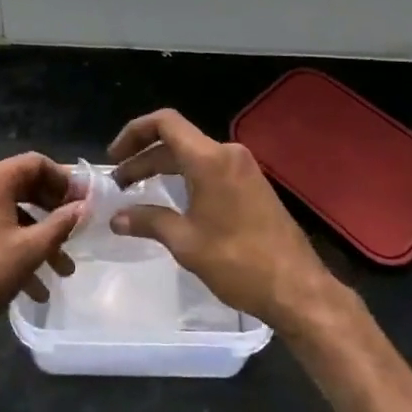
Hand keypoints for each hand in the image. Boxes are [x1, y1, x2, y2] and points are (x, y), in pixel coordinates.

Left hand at [0, 153, 84, 348]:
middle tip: (79, 230)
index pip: (37, 163)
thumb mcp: (30, 250)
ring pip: (15, 214)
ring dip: (41, 238)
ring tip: (64, 270)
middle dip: (55, 211)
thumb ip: (60, 224)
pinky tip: (37, 288)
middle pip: (27, 186)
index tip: (85, 202)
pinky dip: (20, 250)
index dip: (65, 180)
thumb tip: (83, 207)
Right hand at [107, 108, 337, 331]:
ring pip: (193, 155)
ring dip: (164, 168)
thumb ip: (149, 222)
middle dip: (144, 157)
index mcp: (209, 159)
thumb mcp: (186, 242)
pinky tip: (172, 201)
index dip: (134, 133)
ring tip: (138, 190)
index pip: (165, 123)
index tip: (114, 158)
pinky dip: (185, 177)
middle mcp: (227, 153)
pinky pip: (210, 168)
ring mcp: (243, 168)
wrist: (297, 288)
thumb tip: (117, 218)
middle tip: (119, 182)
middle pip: (177, 140)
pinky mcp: (252, 185)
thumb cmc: (238, 262)